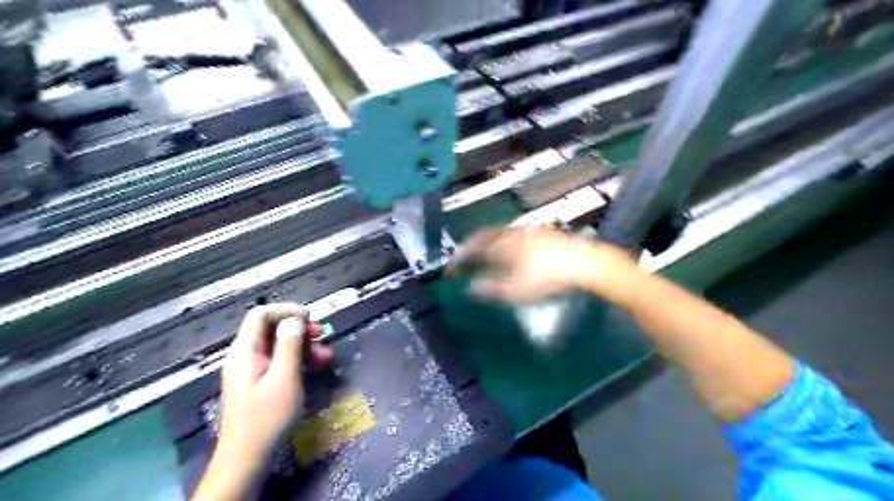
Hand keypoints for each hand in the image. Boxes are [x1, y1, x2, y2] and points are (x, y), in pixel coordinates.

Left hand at [220, 303, 335, 460]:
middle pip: (272, 330)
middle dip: (300, 330)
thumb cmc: (267, 418)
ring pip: (280, 347)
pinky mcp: (261, 384)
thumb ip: (290, 345)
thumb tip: (295, 320)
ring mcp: (253, 371)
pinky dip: (299, 362)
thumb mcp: (284, 378)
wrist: (248, 460)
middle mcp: (246, 357)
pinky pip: (281, 363)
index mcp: (245, 351)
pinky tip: (317, 370)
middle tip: (323, 337)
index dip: (286, 310)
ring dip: (305, 348)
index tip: (311, 317)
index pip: (261, 315)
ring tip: (327, 359)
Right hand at [451, 227, 639, 304]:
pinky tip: (508, 250)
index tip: (451, 266)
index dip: (459, 256)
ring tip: (482, 253)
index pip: (473, 248)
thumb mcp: (517, 290)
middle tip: (462, 255)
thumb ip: (492, 289)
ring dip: (486, 242)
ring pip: (498, 233)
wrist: (583, 262)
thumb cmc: (548, 277)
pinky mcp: (540, 233)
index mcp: (502, 245)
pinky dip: (501, 241)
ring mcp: (527, 231)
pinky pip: (511, 234)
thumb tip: (470, 287)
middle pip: (484, 235)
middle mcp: (511, 234)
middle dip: (470, 245)